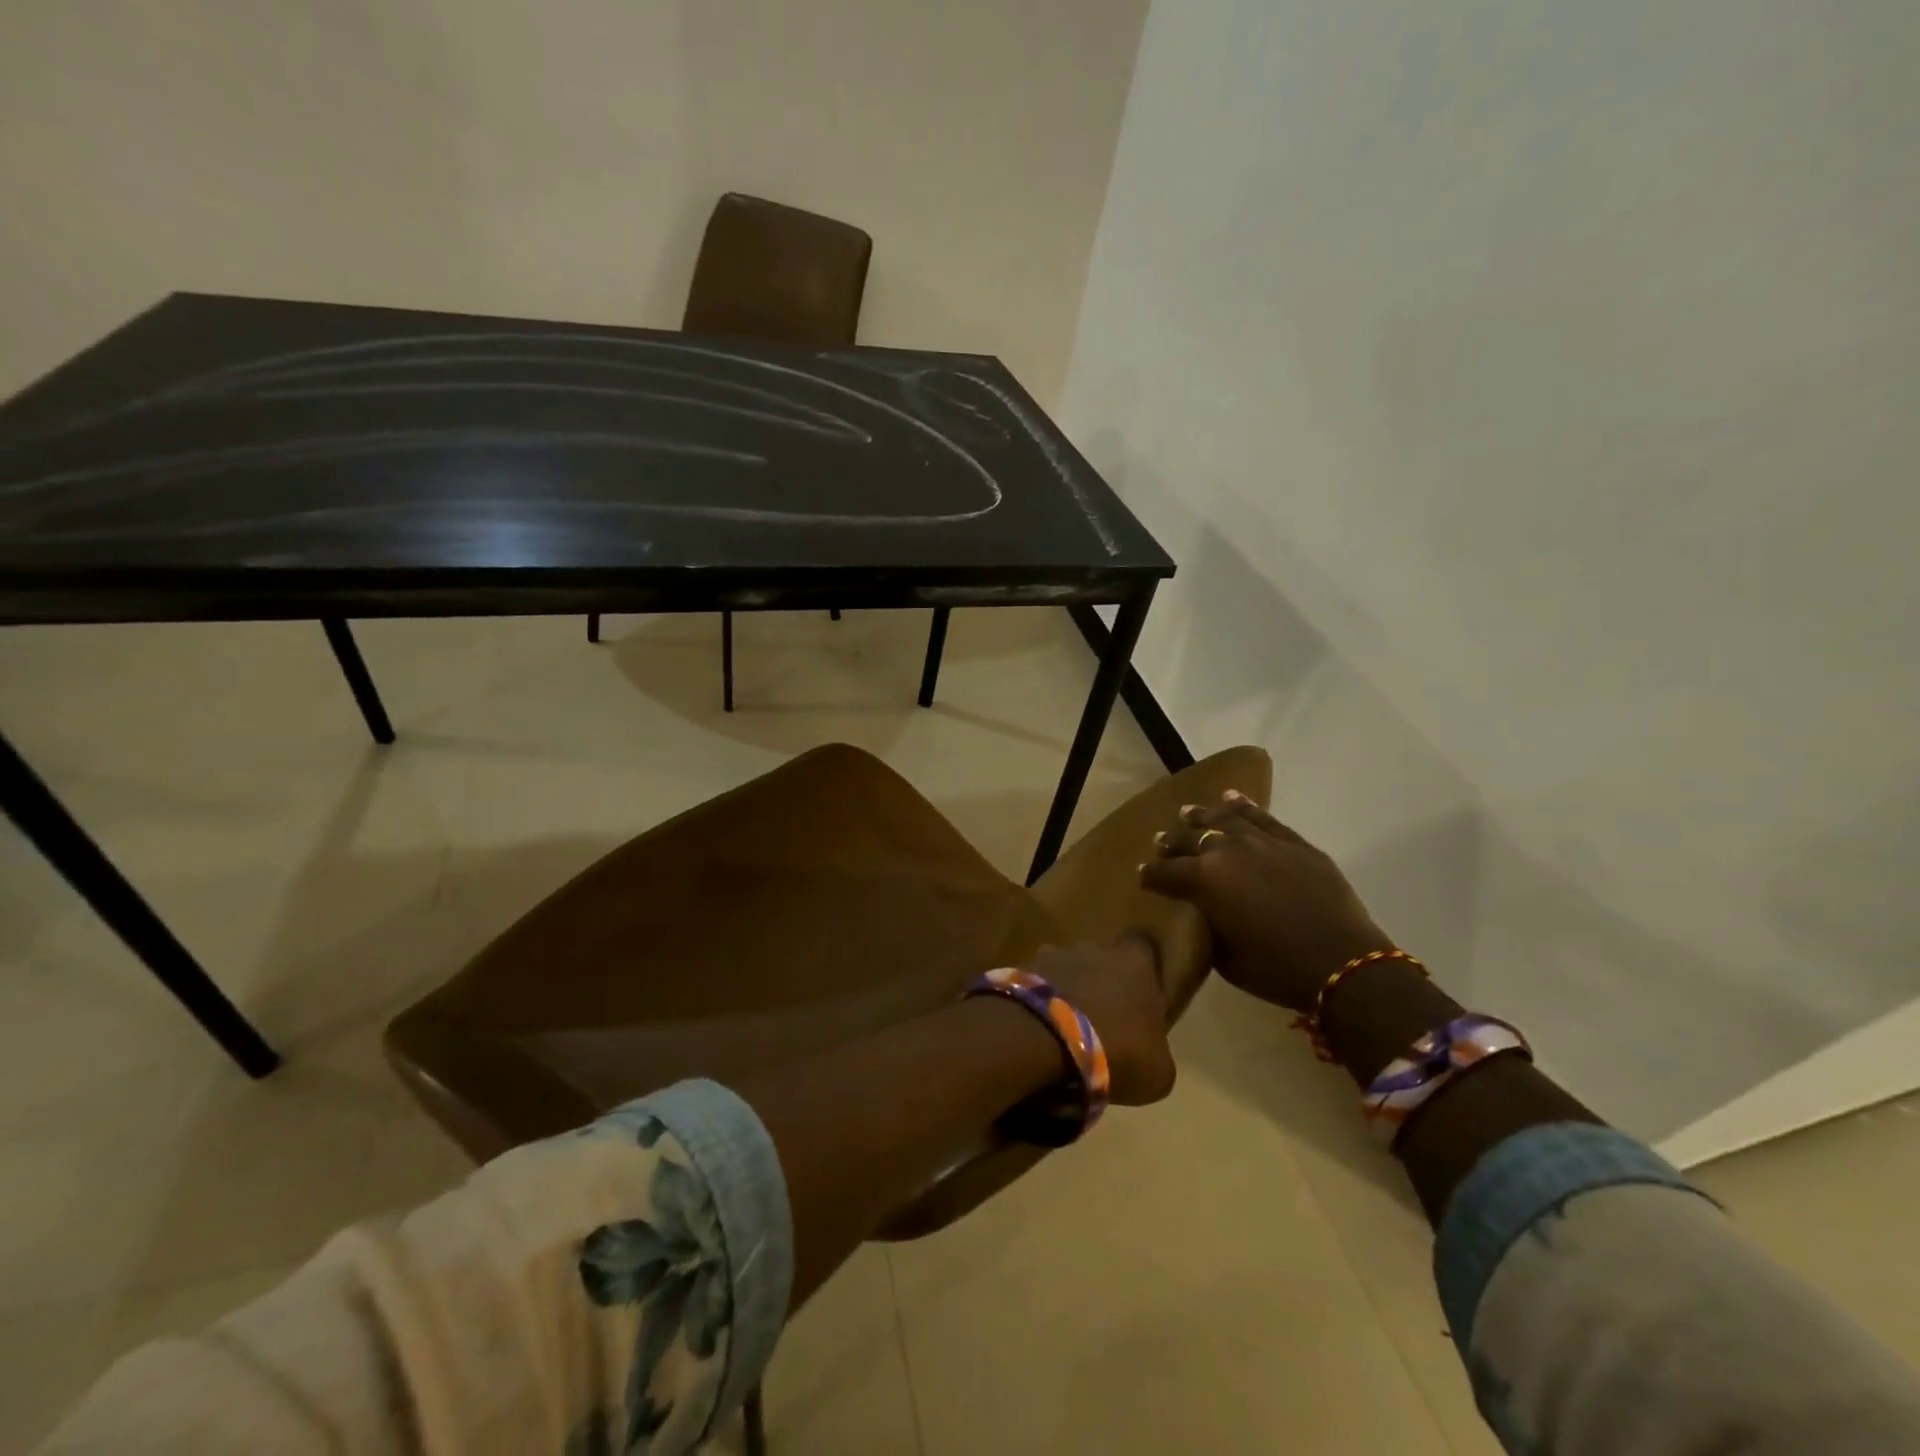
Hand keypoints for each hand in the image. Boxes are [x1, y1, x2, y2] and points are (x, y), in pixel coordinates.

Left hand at [1025, 937, 1176, 1106]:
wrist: (1044, 1039)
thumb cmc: (1116, 1050)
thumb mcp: (1157, 1070)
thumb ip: (1156, 1051)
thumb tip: (1150, 1052)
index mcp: (1135, 962)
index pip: (1144, 945)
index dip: (1144, 965)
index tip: (1144, 989)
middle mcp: (1093, 948)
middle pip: (1100, 957)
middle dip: (1101, 980)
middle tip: (1103, 1016)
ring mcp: (1052, 956)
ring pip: (1065, 969)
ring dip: (1066, 992)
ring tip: (1065, 1027)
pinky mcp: (1019, 972)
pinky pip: (1035, 987)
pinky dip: (1039, 1005)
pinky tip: (1040, 1031)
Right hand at [1139, 793, 1392, 1012]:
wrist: (1343, 961)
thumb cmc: (1276, 969)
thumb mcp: (1226, 957)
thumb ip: (1208, 926)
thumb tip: (1205, 914)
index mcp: (1203, 880)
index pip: (1165, 873)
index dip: (1151, 875)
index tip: (1143, 875)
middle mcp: (1226, 851)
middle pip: (1190, 839)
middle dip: (1172, 842)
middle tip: (1161, 842)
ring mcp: (1261, 842)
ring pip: (1223, 820)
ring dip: (1202, 816)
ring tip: (1188, 812)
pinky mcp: (1292, 842)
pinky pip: (1262, 817)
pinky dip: (1243, 806)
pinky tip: (1231, 799)